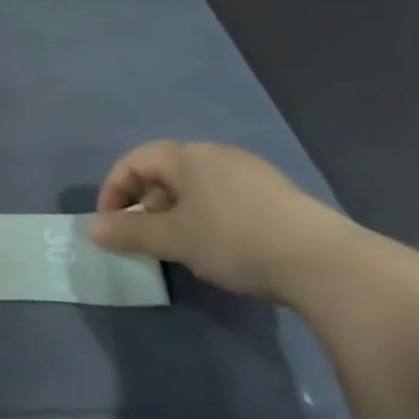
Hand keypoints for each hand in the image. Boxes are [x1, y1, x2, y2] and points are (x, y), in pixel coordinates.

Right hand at [87, 140, 358, 301]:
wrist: (325, 263)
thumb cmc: (235, 239)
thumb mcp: (175, 239)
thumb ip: (131, 232)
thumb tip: (93, 229)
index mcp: (189, 156)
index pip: (136, 159)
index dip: (114, 189)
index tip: (111, 224)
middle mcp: (218, 155)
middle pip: (167, 171)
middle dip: (147, 203)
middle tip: (145, 238)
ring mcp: (252, 173)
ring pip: (198, 186)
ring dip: (178, 212)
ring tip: (182, 247)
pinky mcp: (278, 196)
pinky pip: (225, 198)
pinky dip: (209, 218)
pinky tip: (223, 249)